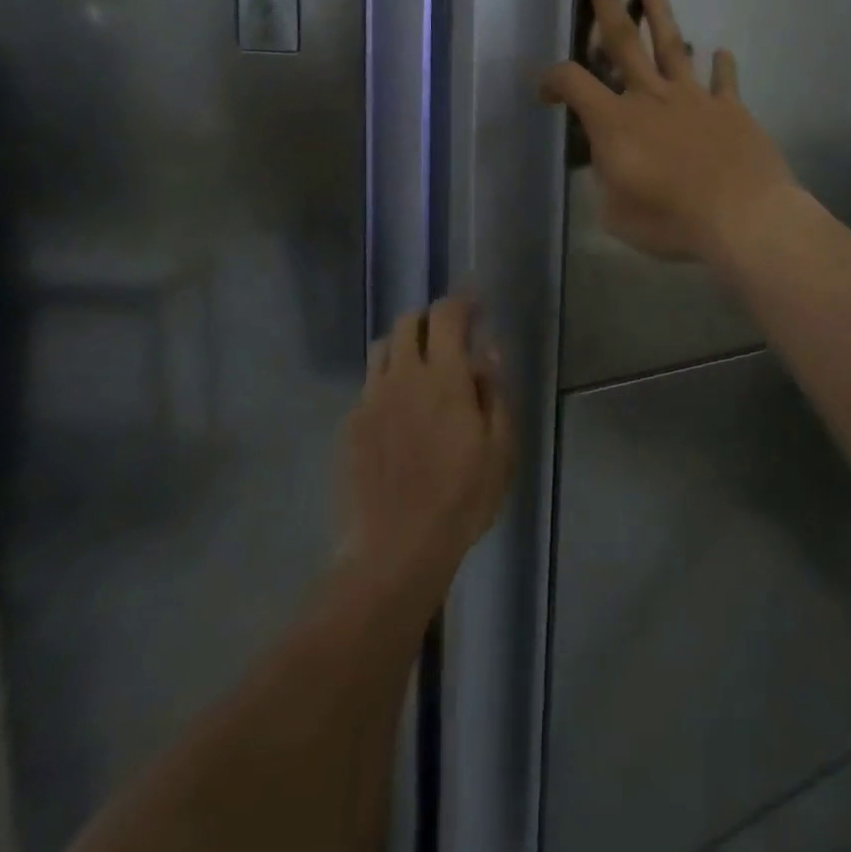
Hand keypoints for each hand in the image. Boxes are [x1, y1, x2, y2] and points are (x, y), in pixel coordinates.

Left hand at [339, 298, 513, 606]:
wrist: (394, 549)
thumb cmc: (461, 499)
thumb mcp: (499, 448)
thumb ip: (494, 393)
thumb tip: (487, 353)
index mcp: (443, 377)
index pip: (446, 315)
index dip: (462, 302)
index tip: (476, 306)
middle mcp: (401, 376)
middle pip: (406, 322)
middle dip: (430, 319)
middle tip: (449, 337)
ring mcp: (370, 399)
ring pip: (381, 349)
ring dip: (404, 345)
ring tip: (421, 369)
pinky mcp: (350, 425)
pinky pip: (369, 386)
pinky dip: (387, 382)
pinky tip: (400, 413)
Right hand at [540, 0, 795, 263]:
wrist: (742, 216)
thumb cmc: (672, 220)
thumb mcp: (618, 214)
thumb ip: (607, 183)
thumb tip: (610, 165)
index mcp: (615, 121)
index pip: (572, 83)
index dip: (551, 80)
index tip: (545, 90)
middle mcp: (651, 96)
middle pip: (622, 39)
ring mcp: (694, 97)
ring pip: (671, 45)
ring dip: (660, 14)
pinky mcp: (730, 107)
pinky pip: (723, 78)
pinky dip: (721, 64)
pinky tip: (721, 51)